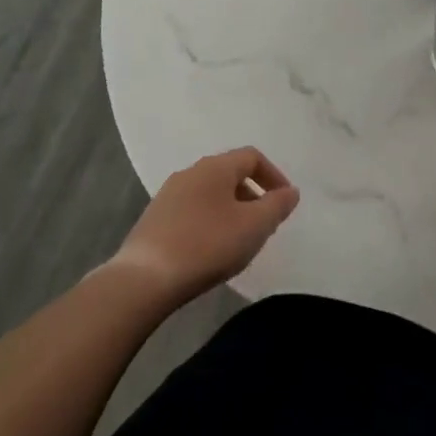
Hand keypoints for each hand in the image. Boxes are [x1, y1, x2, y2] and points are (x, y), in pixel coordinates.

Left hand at [111, 148, 299, 303]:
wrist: (144, 279)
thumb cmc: (207, 245)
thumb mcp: (254, 226)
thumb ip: (277, 205)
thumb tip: (290, 191)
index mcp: (215, 167)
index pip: (252, 157)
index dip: (274, 176)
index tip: (284, 202)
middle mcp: (190, 172)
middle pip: (230, 173)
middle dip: (252, 194)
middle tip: (265, 223)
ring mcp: (168, 194)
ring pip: (210, 193)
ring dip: (231, 209)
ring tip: (239, 239)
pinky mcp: (154, 218)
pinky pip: (192, 210)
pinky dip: (209, 221)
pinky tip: (210, 249)